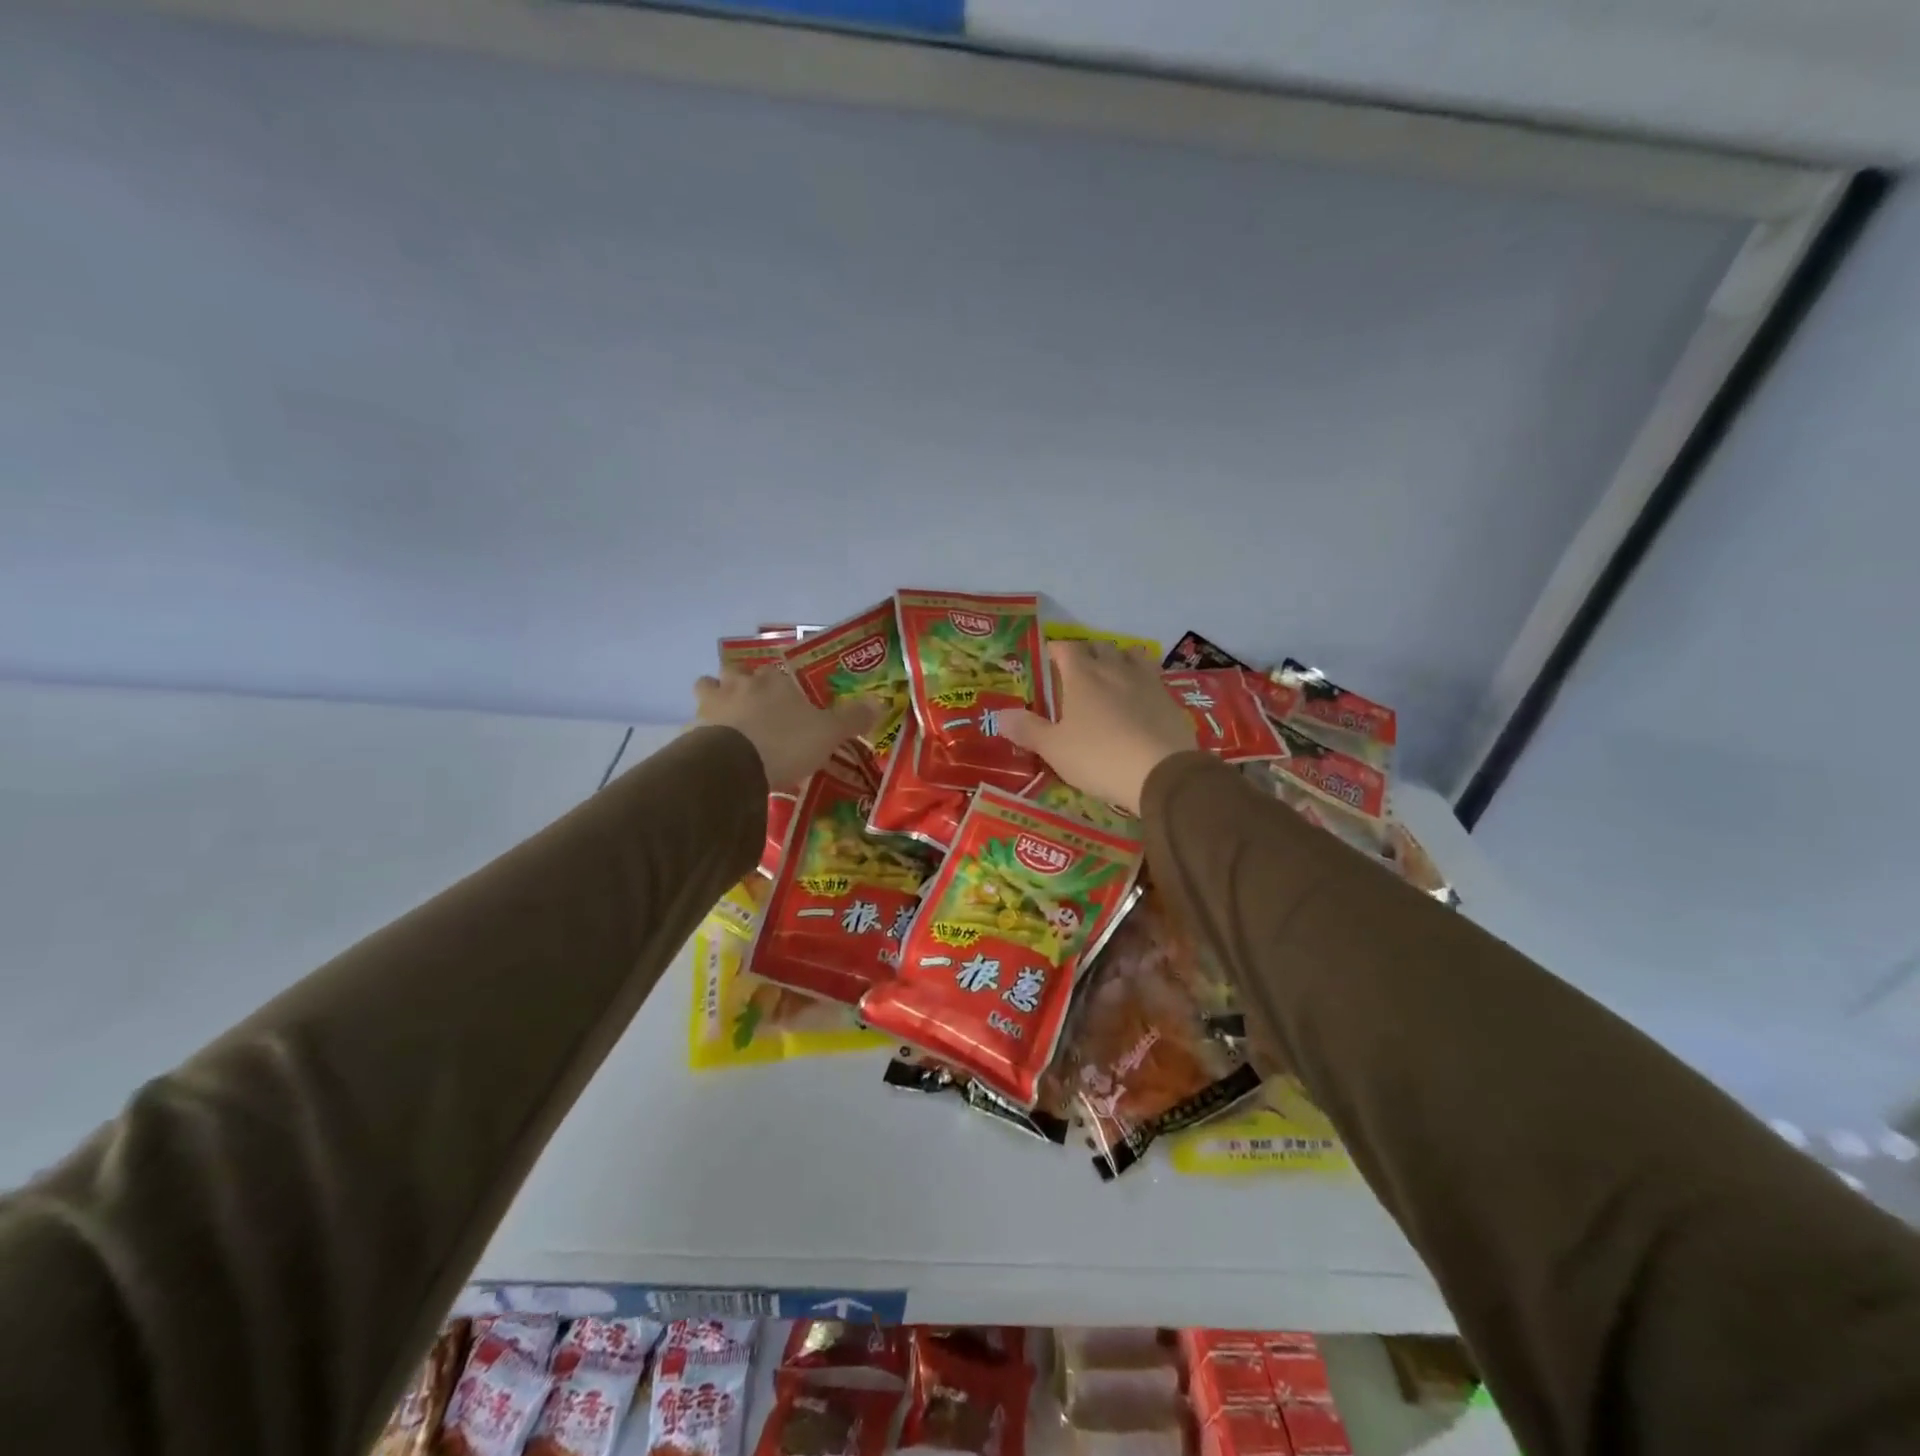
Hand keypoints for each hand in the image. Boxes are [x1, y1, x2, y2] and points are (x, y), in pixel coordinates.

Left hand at [695, 669, 881, 788]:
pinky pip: (694, 727)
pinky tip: (711, 753)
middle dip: (738, 683)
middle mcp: (738, 685)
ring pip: (706, 691)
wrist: (732, 767)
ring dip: (714, 701)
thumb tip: (880, 701)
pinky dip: (701, 735)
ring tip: (725, 723)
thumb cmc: (785, 743)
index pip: (775, 672)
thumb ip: (852, 718)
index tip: (786, 699)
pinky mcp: (690, 733)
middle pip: (732, 673)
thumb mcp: (828, 733)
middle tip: (750, 705)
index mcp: (772, 682)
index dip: (779, 683)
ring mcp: (710, 707)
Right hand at [998, 642, 1196, 813]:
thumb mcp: (1055, 749)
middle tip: (1077, 673)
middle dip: (1087, 654)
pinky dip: (1142, 682)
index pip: (1065, 648)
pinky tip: (1139, 700)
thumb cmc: (1099, 757)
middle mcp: (1114, 669)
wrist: (1161, 773)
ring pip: (1131, 655)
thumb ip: (1028, 729)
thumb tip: (1000, 715)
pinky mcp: (1170, 698)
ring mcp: (1146, 681)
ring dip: (1119, 660)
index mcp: (1082, 675)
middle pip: (1099, 647)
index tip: (1047, 662)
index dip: (1055, 651)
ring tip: (1111, 678)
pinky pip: (1153, 678)